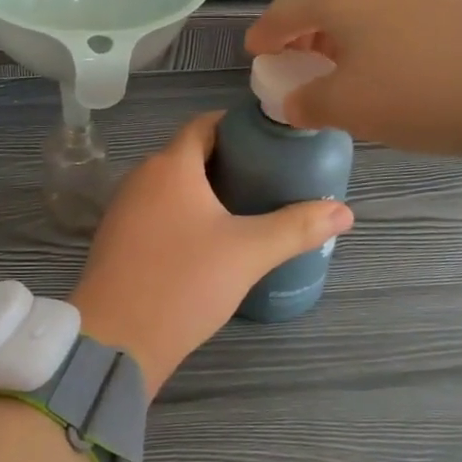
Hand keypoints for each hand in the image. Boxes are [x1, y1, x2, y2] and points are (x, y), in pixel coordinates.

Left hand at [70, 113, 352, 392]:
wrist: (117, 337)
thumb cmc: (184, 281)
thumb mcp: (249, 253)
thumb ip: (296, 227)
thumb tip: (345, 212)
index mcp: (170, 166)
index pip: (204, 125)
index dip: (236, 127)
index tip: (269, 141)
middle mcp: (141, 177)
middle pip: (188, 154)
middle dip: (226, 161)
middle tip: (267, 177)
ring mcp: (123, 208)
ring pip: (170, 185)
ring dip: (204, 190)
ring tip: (244, 208)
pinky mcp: (117, 238)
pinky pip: (155, 210)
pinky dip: (182, 213)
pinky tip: (207, 239)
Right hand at [245, 0, 461, 210]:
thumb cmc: (422, 90)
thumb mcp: (348, 107)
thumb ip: (305, 103)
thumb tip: (291, 101)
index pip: (279, 14)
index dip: (263, 40)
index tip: (255, 58)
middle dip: (301, 27)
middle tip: (298, 58)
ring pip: (358, 1)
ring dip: (341, 29)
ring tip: (344, 64)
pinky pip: (394, 9)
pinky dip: (377, 31)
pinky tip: (393, 63)